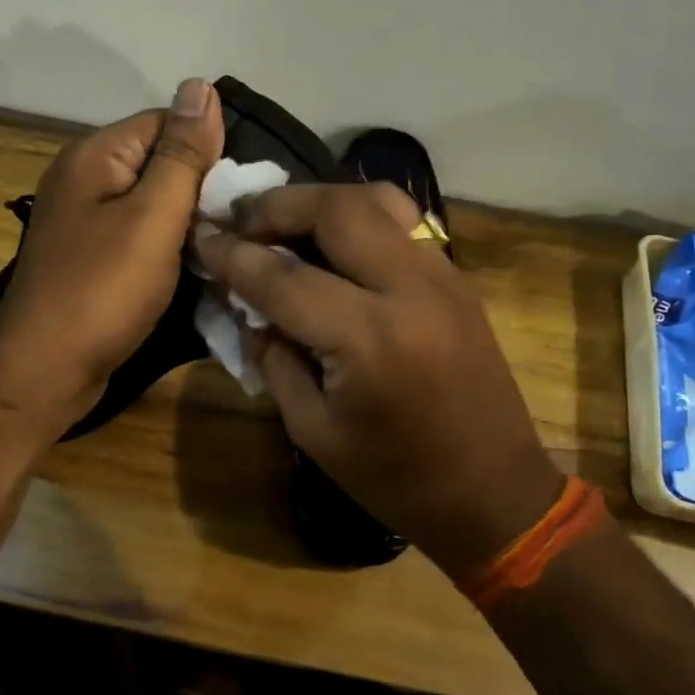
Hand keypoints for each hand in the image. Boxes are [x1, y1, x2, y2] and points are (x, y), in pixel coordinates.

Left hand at [0, 78, 223, 432]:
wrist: (45, 371)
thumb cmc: (102, 291)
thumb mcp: (153, 217)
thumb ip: (181, 154)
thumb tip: (201, 85)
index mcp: (95, 155)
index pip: (167, 123)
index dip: (208, 152)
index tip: (241, 194)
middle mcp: (84, 179)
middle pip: (160, 164)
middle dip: (200, 192)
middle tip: (237, 229)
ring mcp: (85, 221)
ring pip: (153, 205)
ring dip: (188, 225)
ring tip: (222, 251)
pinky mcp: (91, 258)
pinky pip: (139, 238)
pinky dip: (167, 251)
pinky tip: (192, 271)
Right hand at [193, 183, 564, 577]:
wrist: (493, 493)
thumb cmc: (395, 479)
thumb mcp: (313, 430)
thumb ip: (274, 358)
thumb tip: (247, 307)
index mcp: (369, 339)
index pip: (282, 276)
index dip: (232, 255)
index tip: (200, 237)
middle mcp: (410, 289)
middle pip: (336, 209)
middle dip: (277, 206)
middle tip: (239, 219)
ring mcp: (442, 277)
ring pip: (376, 201)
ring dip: (319, 203)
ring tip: (282, 223)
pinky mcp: (457, 280)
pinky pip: (399, 225)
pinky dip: (354, 221)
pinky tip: (328, 247)